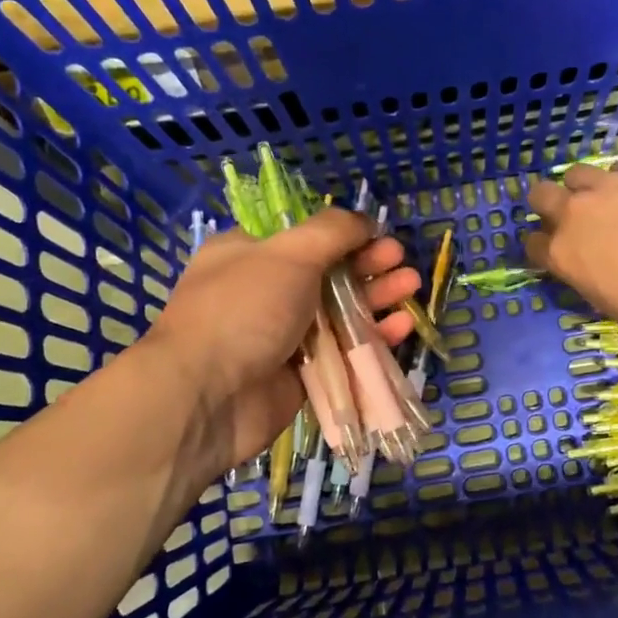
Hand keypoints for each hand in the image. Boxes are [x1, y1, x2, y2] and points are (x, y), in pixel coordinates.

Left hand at [143, 210, 419, 483]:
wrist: (207, 397)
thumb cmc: (244, 310)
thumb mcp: (288, 254)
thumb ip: (332, 232)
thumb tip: (363, 220)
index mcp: (250, 254)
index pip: (305, 237)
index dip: (345, 235)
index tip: (379, 236)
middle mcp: (265, 292)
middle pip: (328, 273)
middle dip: (368, 266)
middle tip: (401, 263)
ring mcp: (281, 336)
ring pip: (339, 314)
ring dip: (376, 299)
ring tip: (411, 289)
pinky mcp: (299, 376)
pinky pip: (342, 353)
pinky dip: (371, 340)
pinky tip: (400, 328)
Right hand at [526, 161, 617, 337]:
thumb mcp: (606, 300)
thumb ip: (584, 273)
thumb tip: (586, 262)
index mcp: (562, 254)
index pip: (532, 243)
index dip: (543, 245)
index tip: (557, 249)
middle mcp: (575, 213)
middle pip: (540, 195)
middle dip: (550, 204)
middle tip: (573, 216)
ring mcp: (608, 185)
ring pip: (577, 173)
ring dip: (587, 187)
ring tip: (610, 199)